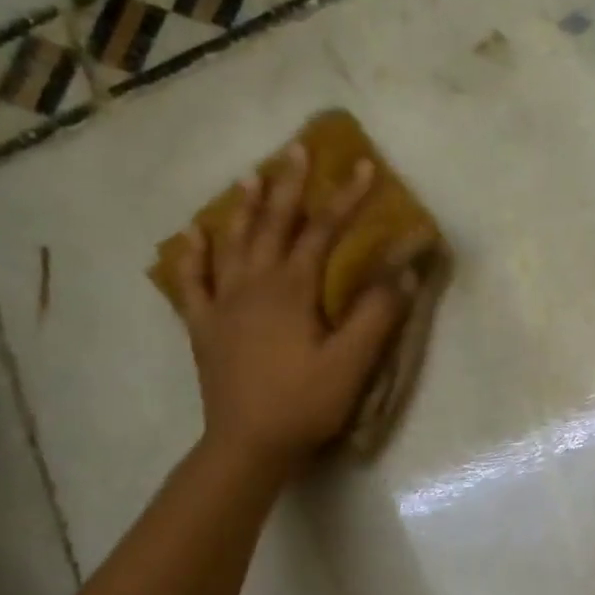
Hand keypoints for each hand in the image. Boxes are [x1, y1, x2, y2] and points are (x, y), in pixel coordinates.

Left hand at [175, 145, 408, 479]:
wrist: (248, 445)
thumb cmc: (305, 404)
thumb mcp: (351, 363)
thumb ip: (377, 315)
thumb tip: (402, 273)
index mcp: (291, 290)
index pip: (322, 232)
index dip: (345, 198)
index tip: (364, 167)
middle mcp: (253, 285)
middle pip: (273, 225)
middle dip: (290, 186)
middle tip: (297, 150)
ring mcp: (223, 305)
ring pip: (233, 243)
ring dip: (244, 208)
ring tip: (251, 176)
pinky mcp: (204, 327)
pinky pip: (193, 282)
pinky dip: (193, 255)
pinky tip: (192, 235)